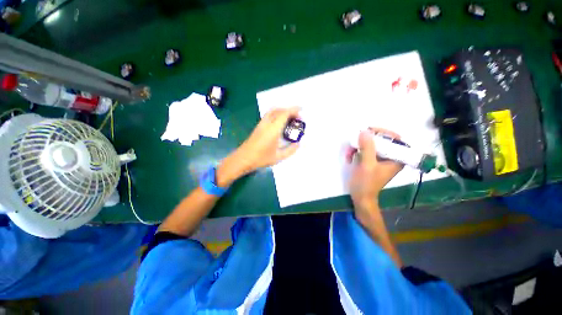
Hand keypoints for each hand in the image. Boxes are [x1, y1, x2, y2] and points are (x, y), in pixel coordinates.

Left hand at [216, 107, 300, 186]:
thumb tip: (298, 144)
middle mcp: (267, 124)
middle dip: (289, 110)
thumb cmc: (261, 159)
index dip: (294, 110)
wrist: (243, 159)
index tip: (302, 109)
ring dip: (282, 111)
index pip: (284, 114)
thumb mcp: (279, 157)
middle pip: (278, 110)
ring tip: (290, 118)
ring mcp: (261, 124)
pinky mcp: (258, 126)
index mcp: (273, 130)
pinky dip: (277, 114)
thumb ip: (291, 150)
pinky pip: (269, 115)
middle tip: (297, 117)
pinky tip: (280, 122)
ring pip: (272, 111)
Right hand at [348, 128, 403, 211]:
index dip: (383, 132)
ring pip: (371, 145)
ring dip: (358, 147)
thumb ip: (367, 148)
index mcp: (396, 159)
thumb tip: (364, 131)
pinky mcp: (371, 161)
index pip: (395, 139)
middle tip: (355, 141)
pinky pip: (365, 150)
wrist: (360, 197)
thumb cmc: (366, 183)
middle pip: (381, 141)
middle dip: (365, 141)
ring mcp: (379, 159)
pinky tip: (349, 157)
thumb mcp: (367, 165)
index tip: (369, 131)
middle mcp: (390, 157)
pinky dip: (356, 151)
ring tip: (349, 153)